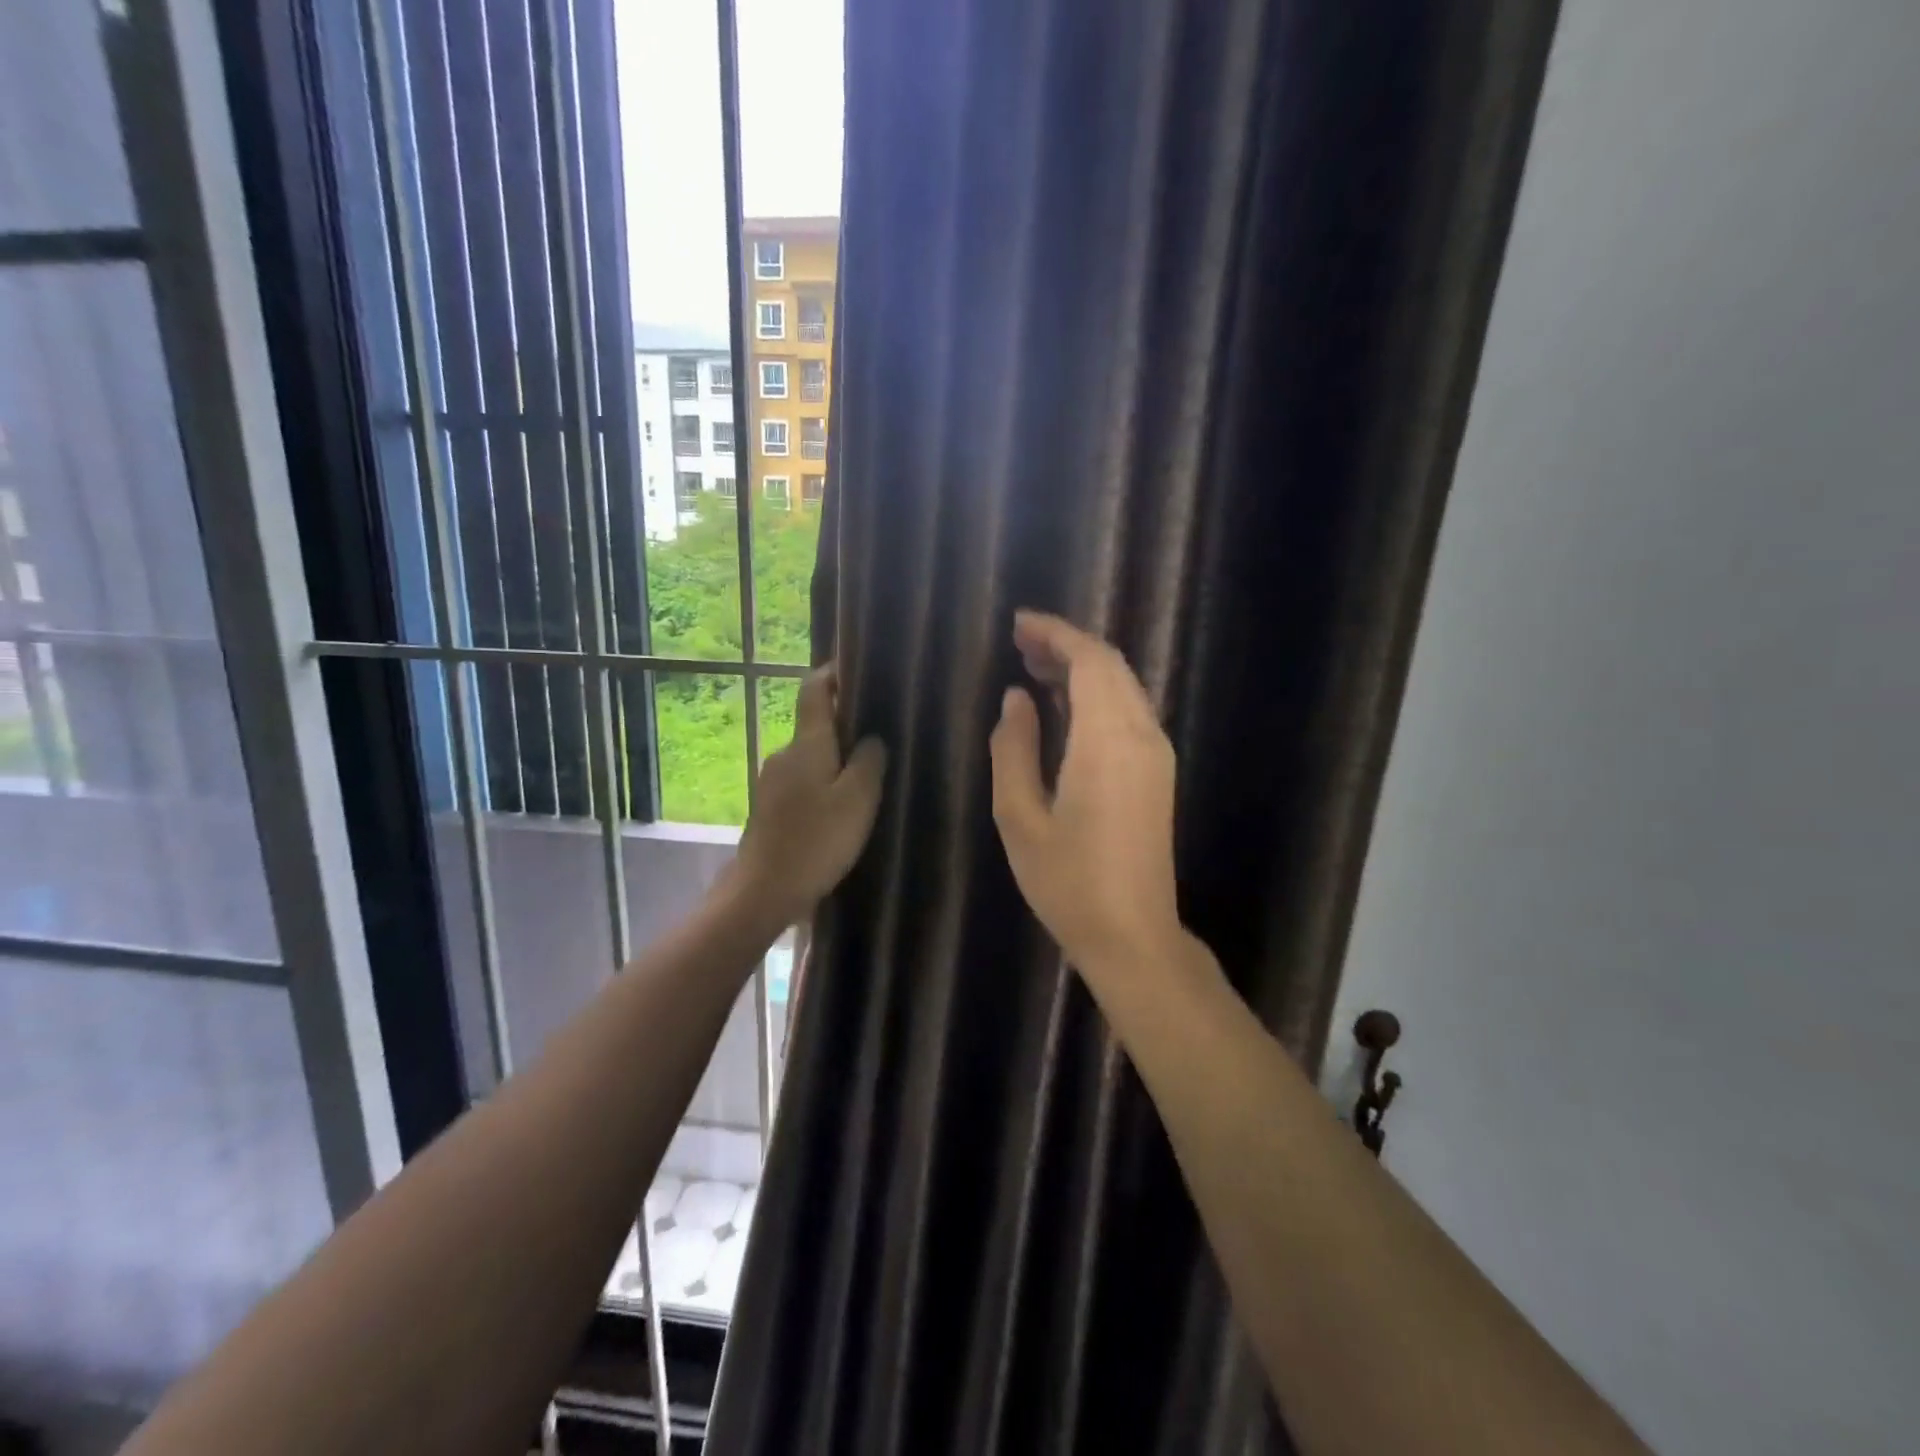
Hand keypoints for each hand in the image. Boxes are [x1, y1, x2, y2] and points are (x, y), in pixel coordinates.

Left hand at [727, 663, 888, 928]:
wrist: (763, 891)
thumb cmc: (817, 840)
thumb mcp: (858, 799)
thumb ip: (870, 761)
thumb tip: (872, 738)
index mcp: (807, 743)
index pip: (814, 690)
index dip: (833, 674)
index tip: (859, 670)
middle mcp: (784, 754)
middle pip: (816, 726)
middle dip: (846, 726)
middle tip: (882, 737)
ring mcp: (772, 782)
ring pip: (811, 758)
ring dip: (836, 761)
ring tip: (868, 778)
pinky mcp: (770, 808)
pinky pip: (803, 782)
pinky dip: (823, 785)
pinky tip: (841, 809)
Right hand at [988, 611, 1182, 973]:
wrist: (1133, 935)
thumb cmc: (1068, 881)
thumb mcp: (1020, 817)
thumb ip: (1014, 748)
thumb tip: (1016, 698)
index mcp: (1107, 741)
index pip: (1089, 660)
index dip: (1055, 633)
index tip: (1017, 623)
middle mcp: (1141, 736)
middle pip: (1111, 666)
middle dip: (1066, 645)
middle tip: (1020, 644)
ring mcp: (1156, 754)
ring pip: (1123, 687)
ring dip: (1083, 668)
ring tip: (1034, 669)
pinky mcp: (1158, 773)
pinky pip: (1129, 712)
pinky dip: (1097, 695)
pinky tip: (1064, 707)